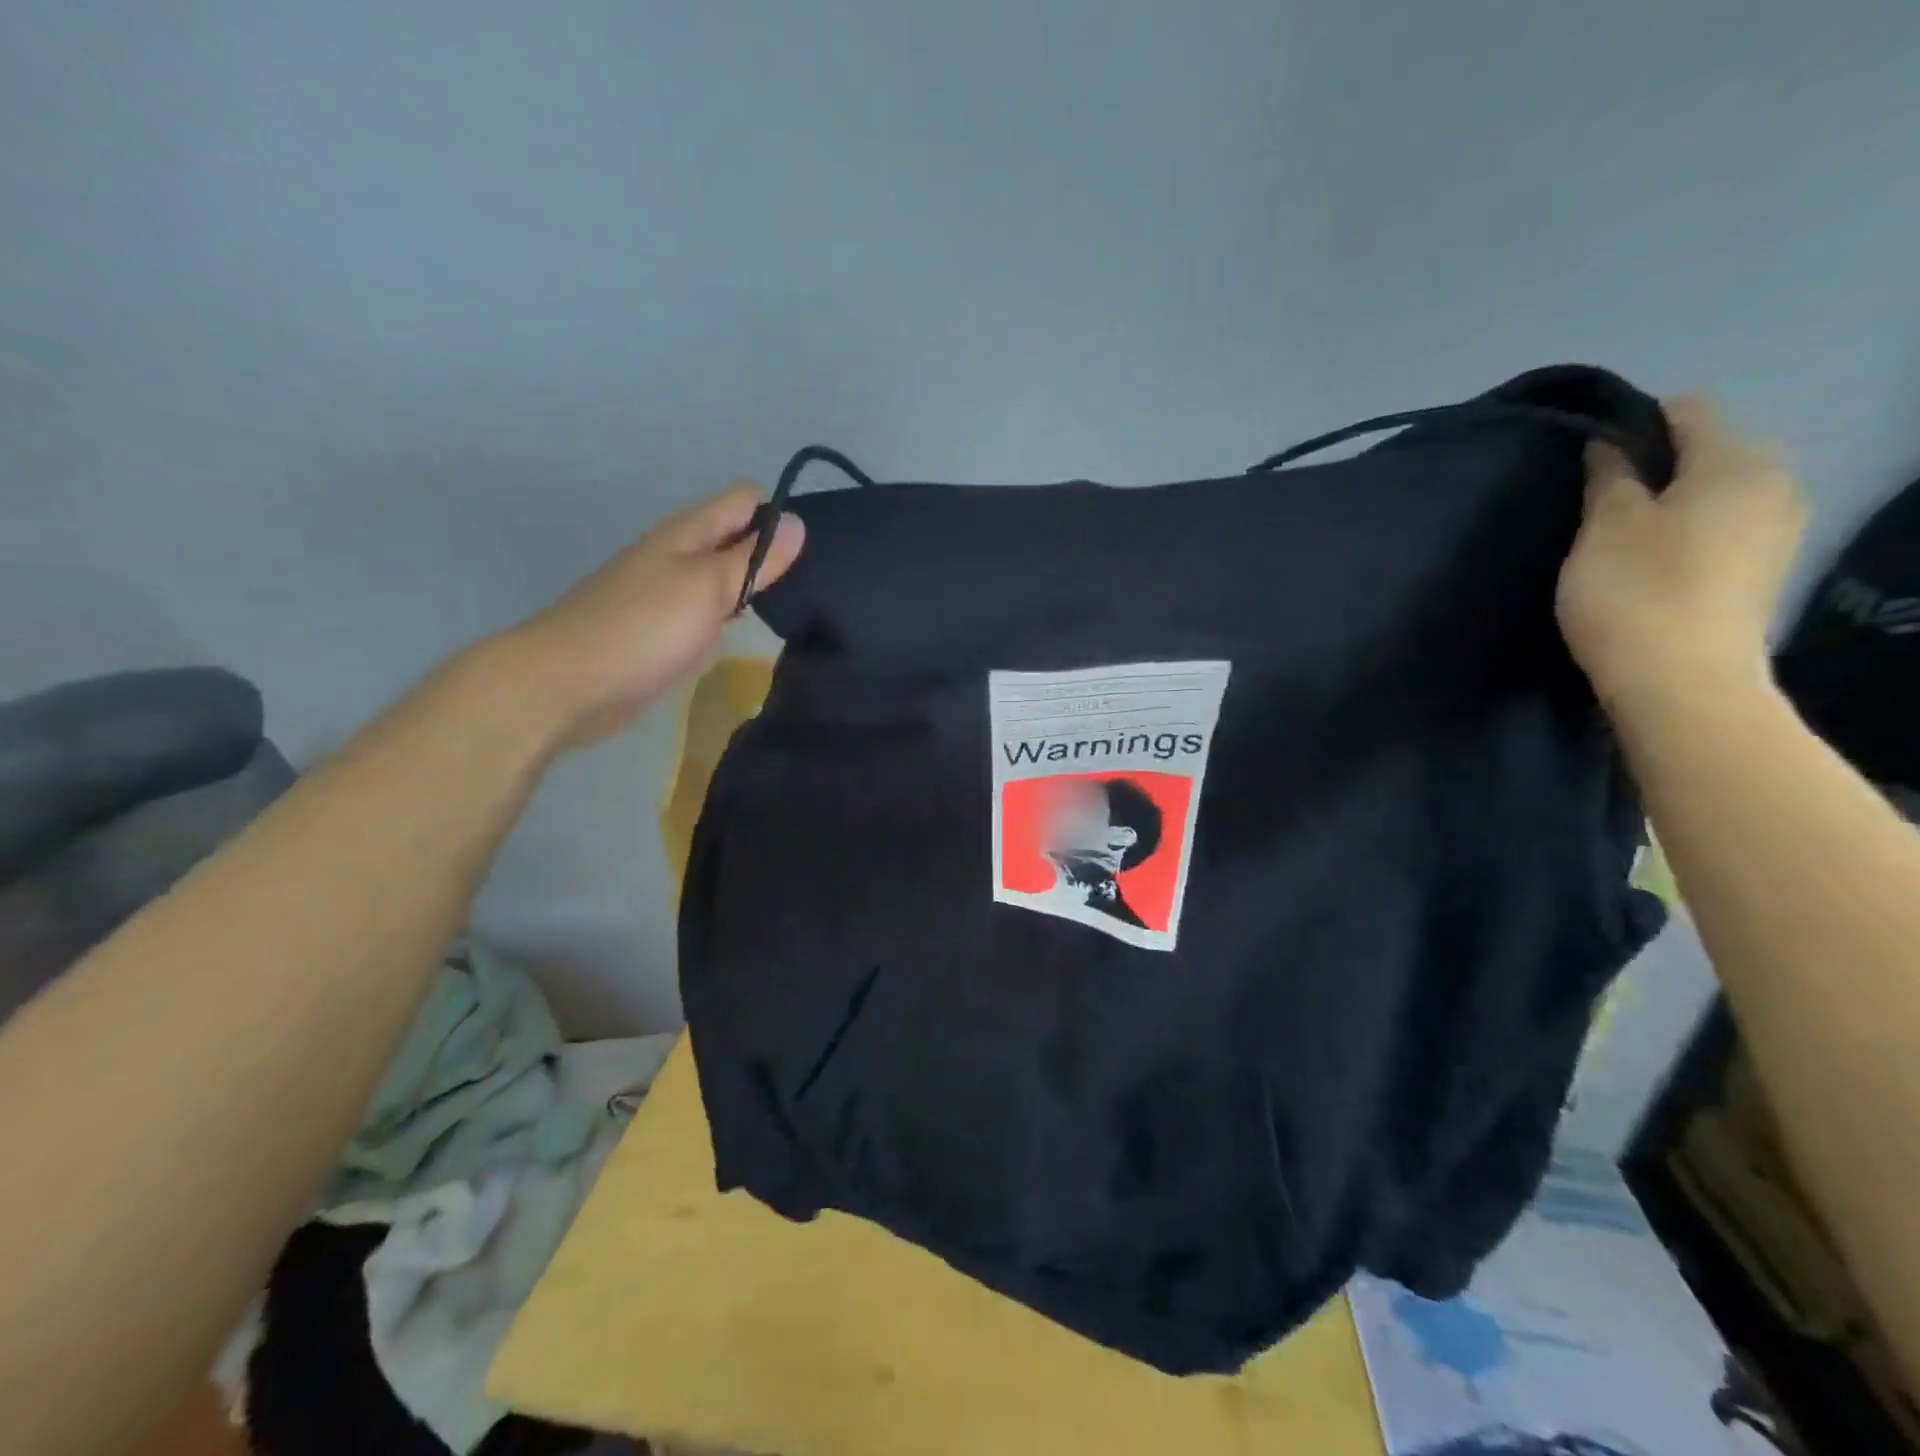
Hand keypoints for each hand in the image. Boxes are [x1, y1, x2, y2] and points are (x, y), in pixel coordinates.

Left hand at [495, 484, 804, 746]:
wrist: (567, 684)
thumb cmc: (643, 627)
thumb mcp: (708, 586)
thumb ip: (754, 559)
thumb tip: (798, 523)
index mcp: (687, 533)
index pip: (744, 502)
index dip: (779, 516)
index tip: (814, 551)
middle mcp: (678, 555)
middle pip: (735, 539)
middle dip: (773, 554)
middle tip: (816, 586)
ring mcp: (668, 595)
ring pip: (722, 578)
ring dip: (753, 588)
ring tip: (798, 610)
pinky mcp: (663, 631)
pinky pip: (707, 613)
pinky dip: (729, 619)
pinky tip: (748, 636)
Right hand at [1557, 395, 1807, 712]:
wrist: (1680, 681)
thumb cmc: (1634, 592)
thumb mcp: (1605, 526)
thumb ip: (1609, 476)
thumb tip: (1609, 445)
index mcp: (1739, 461)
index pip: (1687, 411)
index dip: (1631, 425)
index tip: (1585, 459)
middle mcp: (1775, 483)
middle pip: (1705, 452)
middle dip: (1650, 468)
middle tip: (1592, 503)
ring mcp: (1778, 530)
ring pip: (1711, 493)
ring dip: (1664, 505)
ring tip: (1612, 538)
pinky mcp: (1762, 570)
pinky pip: (1719, 529)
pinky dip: (1681, 534)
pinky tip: (1645, 565)